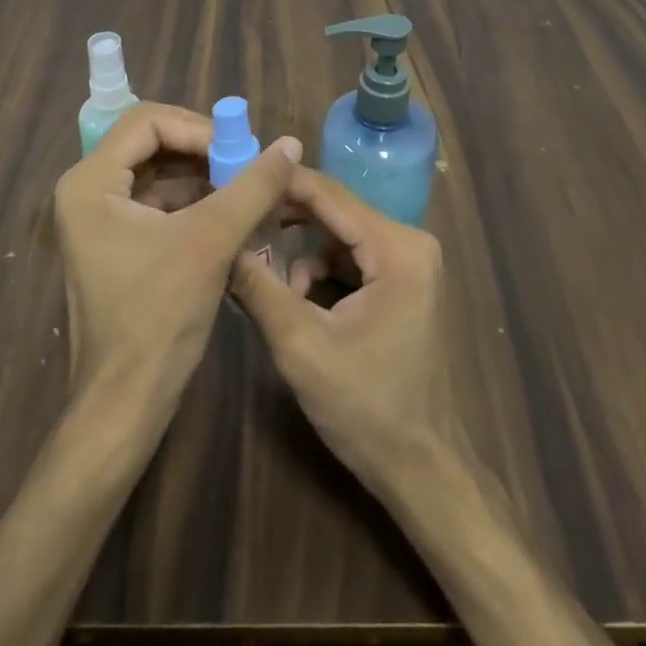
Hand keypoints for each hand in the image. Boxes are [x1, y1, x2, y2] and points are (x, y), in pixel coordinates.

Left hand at [53, 102, 301, 417]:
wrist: (125, 404)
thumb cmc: (158, 317)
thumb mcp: (211, 242)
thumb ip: (253, 187)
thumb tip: (290, 144)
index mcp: (91, 183)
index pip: (147, 122)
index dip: (198, 128)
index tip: (239, 150)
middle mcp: (87, 192)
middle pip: (152, 144)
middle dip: (203, 151)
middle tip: (247, 165)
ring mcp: (99, 220)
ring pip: (159, 174)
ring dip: (204, 178)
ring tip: (248, 190)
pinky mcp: (117, 244)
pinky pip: (159, 204)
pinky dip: (196, 204)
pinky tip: (232, 216)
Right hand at [231, 166, 460, 493]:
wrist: (422, 469)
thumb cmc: (367, 408)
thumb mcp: (301, 346)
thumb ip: (260, 288)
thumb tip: (223, 243)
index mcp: (397, 248)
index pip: (331, 195)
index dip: (282, 183)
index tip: (237, 176)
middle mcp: (410, 243)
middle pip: (336, 212)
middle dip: (287, 219)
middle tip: (241, 223)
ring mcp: (410, 264)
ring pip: (340, 237)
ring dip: (302, 256)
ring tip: (267, 284)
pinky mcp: (403, 285)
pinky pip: (352, 260)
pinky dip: (321, 274)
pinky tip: (296, 303)